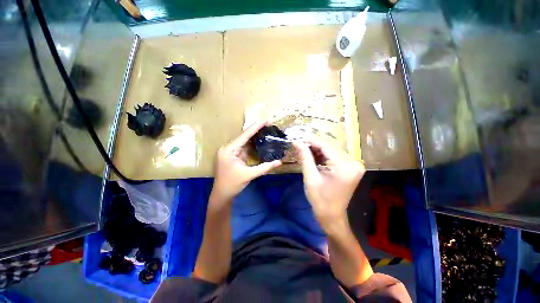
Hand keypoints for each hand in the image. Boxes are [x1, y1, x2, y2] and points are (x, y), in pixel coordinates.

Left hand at [212, 121, 281, 201]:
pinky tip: (259, 141)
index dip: (256, 127)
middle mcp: (227, 148)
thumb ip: (265, 167)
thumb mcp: (250, 175)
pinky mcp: (231, 156)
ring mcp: (228, 152)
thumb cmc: (233, 184)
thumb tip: (279, 162)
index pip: (244, 136)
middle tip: (268, 124)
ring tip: (265, 130)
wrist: (221, 194)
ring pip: (243, 142)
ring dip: (254, 137)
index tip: (265, 120)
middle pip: (244, 137)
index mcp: (229, 150)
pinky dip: (251, 145)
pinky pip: (242, 148)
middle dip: (256, 131)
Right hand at [293, 138, 364, 230]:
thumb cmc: (320, 199)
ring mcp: (354, 165)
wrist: (332, 216)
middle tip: (299, 145)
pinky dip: (324, 155)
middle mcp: (353, 163)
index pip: (326, 146)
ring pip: (332, 150)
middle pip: (330, 147)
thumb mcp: (310, 177)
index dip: (311, 141)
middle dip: (313, 145)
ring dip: (318, 150)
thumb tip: (296, 142)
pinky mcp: (352, 168)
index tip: (298, 139)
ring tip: (305, 151)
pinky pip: (335, 156)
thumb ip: (304, 157)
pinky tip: (314, 157)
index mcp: (344, 167)